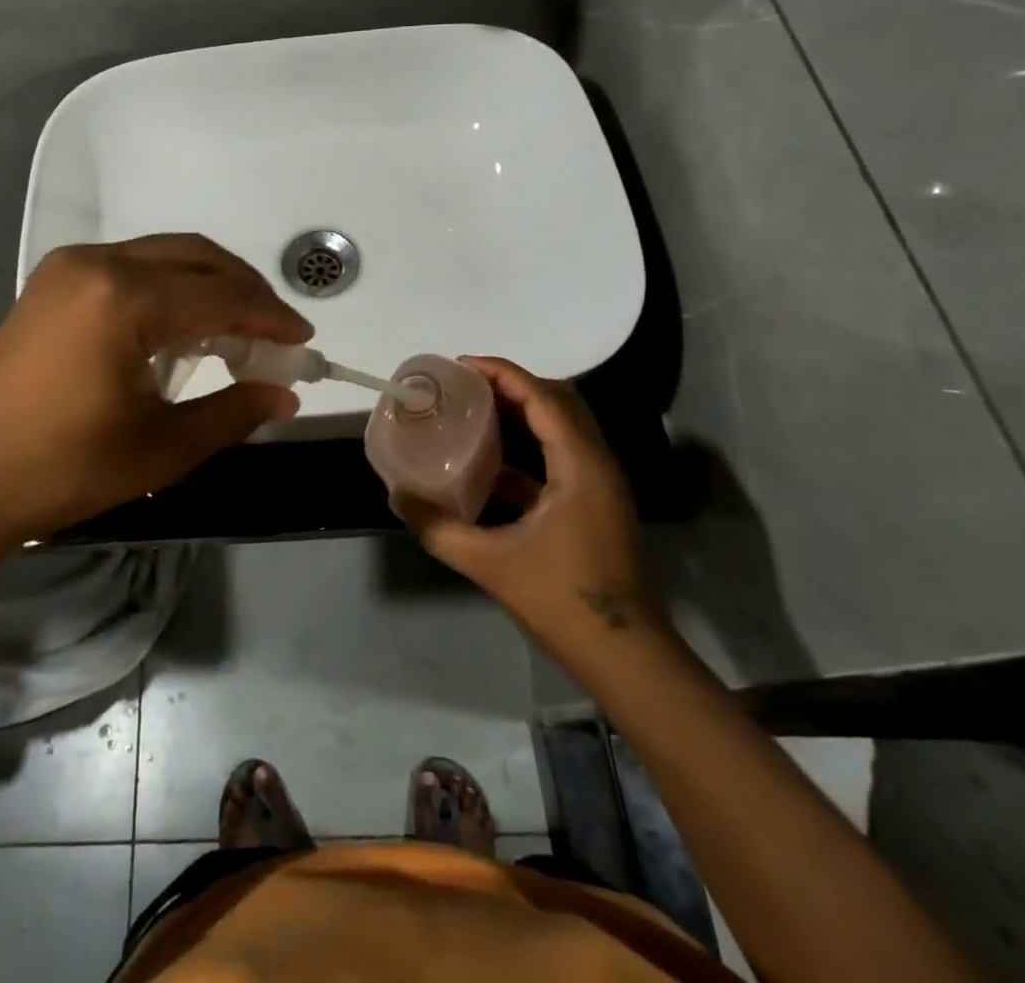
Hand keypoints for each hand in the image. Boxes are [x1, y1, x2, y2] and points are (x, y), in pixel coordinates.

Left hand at [0, 235, 311, 550]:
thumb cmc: (60, 468)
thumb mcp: (159, 448)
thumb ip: (231, 413)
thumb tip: (285, 393)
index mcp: (125, 300)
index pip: (220, 296)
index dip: (269, 316)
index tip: (303, 339)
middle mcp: (99, 264)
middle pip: (195, 257)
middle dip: (244, 289)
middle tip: (275, 330)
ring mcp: (69, 267)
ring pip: (162, 254)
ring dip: (207, 283)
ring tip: (236, 328)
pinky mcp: (53, 281)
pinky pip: (131, 265)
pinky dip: (169, 285)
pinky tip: (181, 325)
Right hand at [392, 357, 666, 661]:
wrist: (628, 659)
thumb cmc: (564, 602)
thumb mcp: (491, 564)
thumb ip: (438, 527)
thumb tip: (395, 495)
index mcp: (580, 465)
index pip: (542, 396)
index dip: (502, 372)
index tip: (461, 365)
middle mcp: (597, 463)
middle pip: (558, 401)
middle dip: (512, 385)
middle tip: (466, 386)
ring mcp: (601, 485)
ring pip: (563, 427)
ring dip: (522, 413)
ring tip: (475, 412)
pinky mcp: (596, 505)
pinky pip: (562, 456)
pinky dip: (529, 447)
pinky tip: (492, 465)